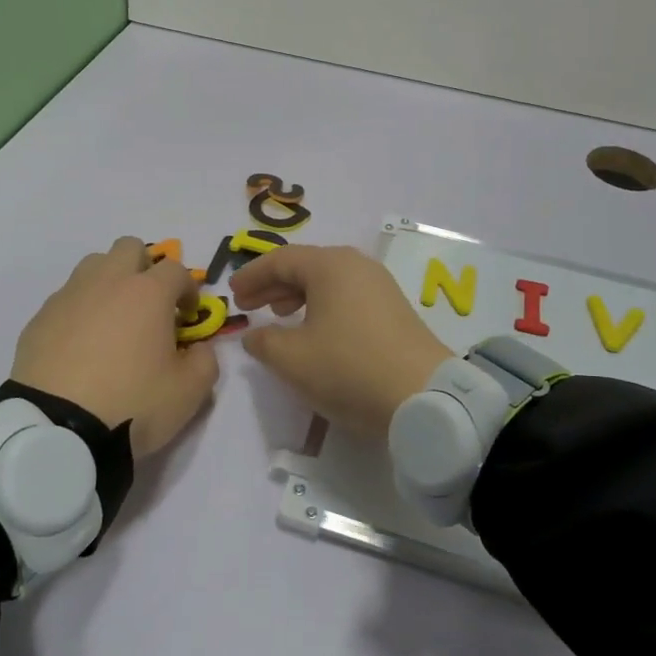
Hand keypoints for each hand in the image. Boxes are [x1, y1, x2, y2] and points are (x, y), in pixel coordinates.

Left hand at [11, 238, 219, 457]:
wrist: (58, 430)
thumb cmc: (132, 403)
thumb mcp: (189, 392)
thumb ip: (206, 362)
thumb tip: (198, 349)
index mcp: (148, 293)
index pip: (177, 269)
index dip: (188, 289)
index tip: (187, 317)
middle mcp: (108, 282)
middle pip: (130, 248)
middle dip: (145, 268)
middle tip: (150, 305)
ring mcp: (69, 296)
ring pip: (94, 265)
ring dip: (110, 282)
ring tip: (114, 320)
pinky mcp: (40, 318)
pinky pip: (67, 298)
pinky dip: (80, 310)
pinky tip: (82, 345)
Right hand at [231, 245, 449, 438]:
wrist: (423, 396)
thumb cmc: (348, 368)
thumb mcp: (293, 359)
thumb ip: (264, 342)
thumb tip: (254, 335)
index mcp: (330, 265)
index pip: (281, 260)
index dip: (252, 275)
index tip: (232, 294)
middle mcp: (357, 265)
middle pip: (306, 266)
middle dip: (274, 284)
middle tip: (250, 305)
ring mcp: (380, 285)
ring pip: (329, 281)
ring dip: (299, 296)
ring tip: (279, 316)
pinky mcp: (394, 309)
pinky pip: (348, 296)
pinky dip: (323, 306)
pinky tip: (316, 330)